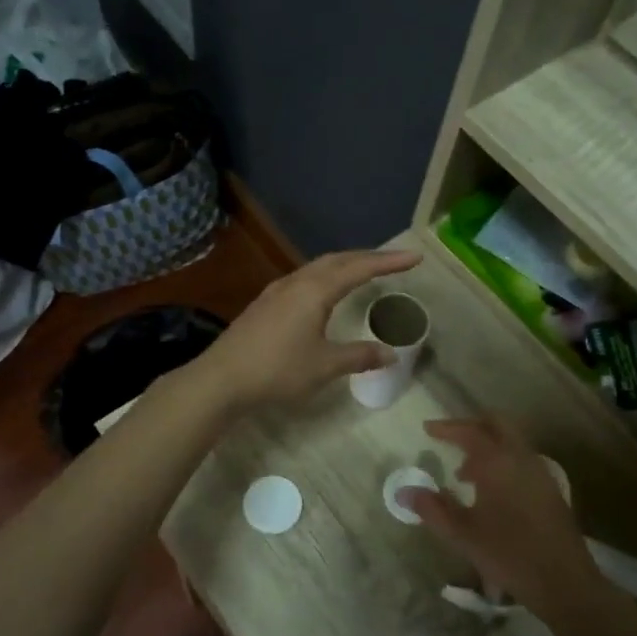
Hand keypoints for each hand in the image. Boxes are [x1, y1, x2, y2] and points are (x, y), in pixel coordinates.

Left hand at [192, 248, 421, 413]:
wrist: (222, 378)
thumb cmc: (277, 370)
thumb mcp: (324, 366)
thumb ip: (359, 357)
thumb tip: (390, 354)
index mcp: (315, 291)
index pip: (359, 269)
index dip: (389, 262)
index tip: (415, 257)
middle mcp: (296, 282)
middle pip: (337, 260)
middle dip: (367, 258)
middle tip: (393, 261)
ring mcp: (276, 292)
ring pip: (317, 268)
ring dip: (343, 265)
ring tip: (363, 271)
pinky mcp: (264, 304)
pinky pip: (303, 279)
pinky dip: (324, 278)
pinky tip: (324, 293)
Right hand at [398, 418, 599, 613]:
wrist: (564, 582)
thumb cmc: (508, 554)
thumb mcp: (462, 534)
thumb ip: (432, 509)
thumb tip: (405, 492)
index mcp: (498, 462)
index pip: (470, 431)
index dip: (447, 428)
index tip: (428, 429)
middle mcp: (522, 458)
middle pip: (497, 424)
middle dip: (471, 426)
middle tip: (449, 438)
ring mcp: (540, 472)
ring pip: (512, 442)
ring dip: (487, 447)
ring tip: (464, 473)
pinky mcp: (551, 489)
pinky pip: (521, 460)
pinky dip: (502, 462)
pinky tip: (490, 492)